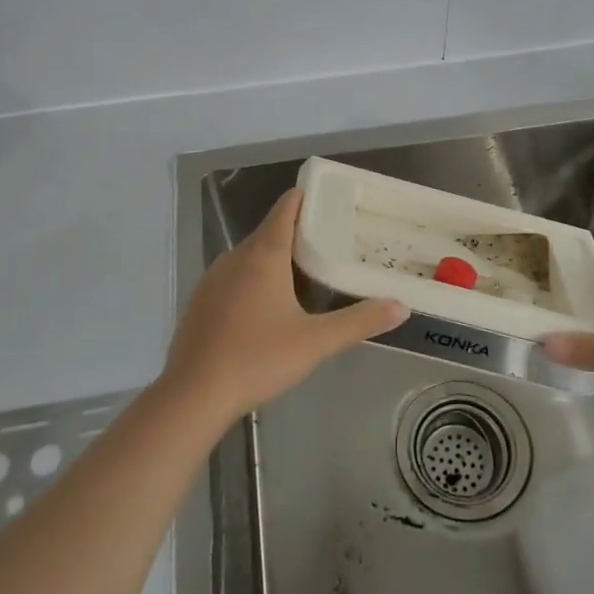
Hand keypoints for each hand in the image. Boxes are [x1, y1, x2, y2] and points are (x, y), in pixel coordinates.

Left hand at [162, 189, 406, 428]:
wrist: (192, 396)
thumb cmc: (257, 359)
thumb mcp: (316, 342)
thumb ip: (359, 322)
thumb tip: (401, 306)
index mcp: (263, 254)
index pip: (286, 207)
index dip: (308, 198)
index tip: (333, 200)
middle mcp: (236, 256)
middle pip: (270, 230)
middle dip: (299, 232)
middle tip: (332, 243)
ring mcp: (213, 278)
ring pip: (250, 255)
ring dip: (276, 258)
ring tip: (305, 274)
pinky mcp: (201, 301)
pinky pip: (234, 277)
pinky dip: (254, 279)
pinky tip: (267, 308)